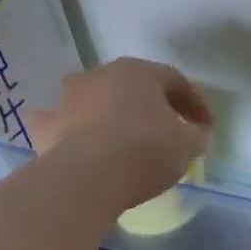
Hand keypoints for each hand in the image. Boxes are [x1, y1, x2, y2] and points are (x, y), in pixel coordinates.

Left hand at [27, 57, 211, 213]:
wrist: (86, 177)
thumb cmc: (145, 151)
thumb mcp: (187, 145)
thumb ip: (196, 135)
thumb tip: (196, 133)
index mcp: (139, 71)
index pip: (175, 81)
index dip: (194, 103)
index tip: (204, 128)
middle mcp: (101, 74)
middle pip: (133, 86)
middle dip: (151, 105)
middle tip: (166, 130)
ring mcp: (68, 97)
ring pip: (94, 98)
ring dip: (108, 112)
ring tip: (121, 138)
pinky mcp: (46, 124)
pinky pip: (58, 121)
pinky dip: (67, 128)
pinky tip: (74, 141)